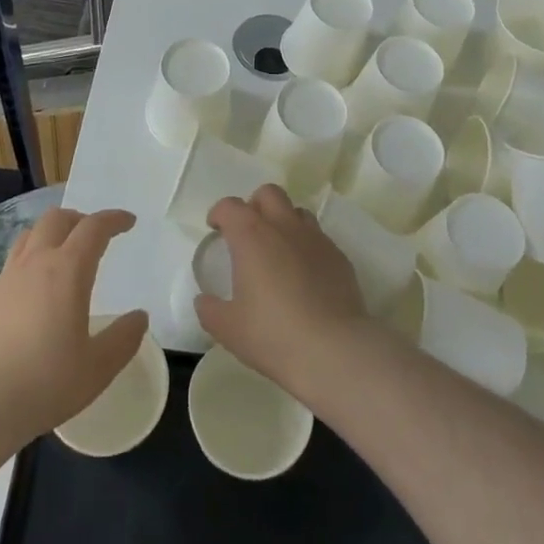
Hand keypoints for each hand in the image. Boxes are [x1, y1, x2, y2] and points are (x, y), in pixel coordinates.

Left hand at [0, 207, 147, 449]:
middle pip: (57, 219)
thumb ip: (123, 339)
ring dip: (52, 234)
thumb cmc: (43, 384)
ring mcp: (6, 279)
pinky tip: (35, 292)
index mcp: (67, 271)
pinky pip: (13, 264)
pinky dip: (31, 262)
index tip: (128, 221)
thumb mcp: (97, 368)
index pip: (93, 228)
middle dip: (80, 219)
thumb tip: (139, 317)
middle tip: (95, 235)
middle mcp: (35, 264)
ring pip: (30, 236)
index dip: (113, 219)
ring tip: (64, 254)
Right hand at [195, 185, 373, 400]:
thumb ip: (209, 310)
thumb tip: (204, 301)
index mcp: (252, 236)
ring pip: (297, 212)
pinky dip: (306, 246)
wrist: (334, 349)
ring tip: (278, 250)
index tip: (216, 229)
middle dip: (255, 204)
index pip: (230, 206)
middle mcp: (284, 227)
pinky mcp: (339, 256)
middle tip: (248, 232)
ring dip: (283, 221)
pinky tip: (305, 275)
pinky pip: (318, 238)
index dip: (219, 213)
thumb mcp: (228, 328)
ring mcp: (315, 239)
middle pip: (268, 194)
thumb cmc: (273, 334)